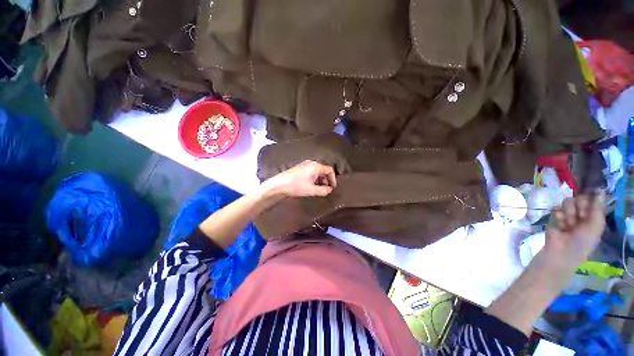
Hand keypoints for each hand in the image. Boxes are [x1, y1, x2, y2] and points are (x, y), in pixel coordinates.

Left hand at [262, 160, 336, 197]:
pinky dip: (314, 179)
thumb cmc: (296, 186)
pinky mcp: (300, 168)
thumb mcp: (311, 190)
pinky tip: (311, 186)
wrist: (279, 185)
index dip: (333, 179)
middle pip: (323, 170)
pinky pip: (311, 172)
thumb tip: (329, 190)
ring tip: (318, 190)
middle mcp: (311, 163)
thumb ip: (323, 190)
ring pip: (317, 172)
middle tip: (326, 190)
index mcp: (316, 166)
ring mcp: (305, 165)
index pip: (329, 170)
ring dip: (320, 180)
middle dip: (326, 180)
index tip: (332, 188)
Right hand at [544, 192, 604, 266]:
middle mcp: (580, 212)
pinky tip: (560, 226)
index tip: (589, 208)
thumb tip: (601, 191)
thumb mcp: (595, 225)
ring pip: (567, 202)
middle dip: (578, 208)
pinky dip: (558, 217)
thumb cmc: (583, 241)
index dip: (590, 201)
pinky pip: (556, 209)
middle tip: (579, 219)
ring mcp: (567, 214)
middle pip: (579, 198)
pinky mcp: (554, 216)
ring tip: (568, 225)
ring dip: (568, 214)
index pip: (592, 199)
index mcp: (593, 215)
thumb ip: (597, 208)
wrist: (562, 250)